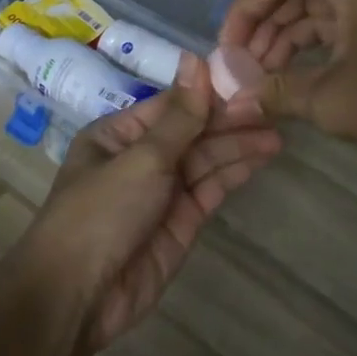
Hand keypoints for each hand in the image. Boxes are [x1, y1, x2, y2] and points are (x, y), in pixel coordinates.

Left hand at [24, 53, 281, 348]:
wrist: (78, 296)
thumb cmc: (101, 212)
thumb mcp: (141, 158)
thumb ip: (180, 116)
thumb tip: (195, 59)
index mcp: (118, 134)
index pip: (172, 105)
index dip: (209, 93)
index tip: (248, 79)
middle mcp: (141, 158)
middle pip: (192, 132)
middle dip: (229, 120)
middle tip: (273, 107)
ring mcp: (162, 192)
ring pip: (206, 160)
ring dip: (239, 145)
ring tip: (278, 130)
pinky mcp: (181, 222)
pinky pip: (211, 188)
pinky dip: (235, 172)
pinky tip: (262, 156)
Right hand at [178, 0, 356, 167]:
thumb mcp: (333, 99)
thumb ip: (274, 91)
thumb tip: (231, 98)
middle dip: (249, 15)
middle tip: (226, 57)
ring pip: (307, 4)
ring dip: (275, 35)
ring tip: (251, 75)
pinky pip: (331, 24)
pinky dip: (303, 46)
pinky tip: (283, 77)